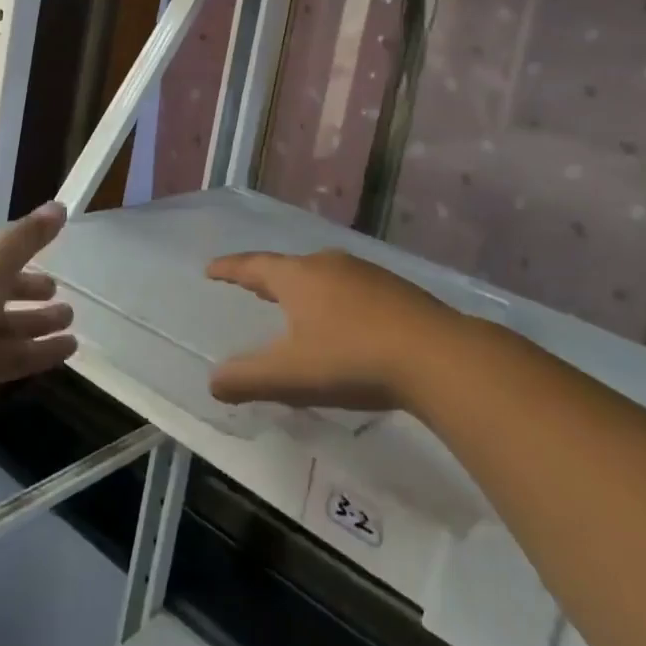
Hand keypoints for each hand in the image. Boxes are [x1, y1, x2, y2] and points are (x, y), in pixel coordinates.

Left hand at [0, 203, 75, 434]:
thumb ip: (29, 237)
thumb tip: (59, 206)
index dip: (6, 244)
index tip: (35, 248)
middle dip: (28, 288)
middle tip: (58, 291)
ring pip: (3, 323)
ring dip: (37, 321)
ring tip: (71, 320)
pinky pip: (5, 356)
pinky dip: (35, 352)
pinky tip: (67, 350)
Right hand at [206, 249, 461, 412]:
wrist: (435, 354)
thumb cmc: (351, 359)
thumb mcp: (291, 375)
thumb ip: (247, 379)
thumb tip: (213, 381)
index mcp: (298, 277)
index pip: (253, 267)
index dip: (229, 269)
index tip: (211, 269)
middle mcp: (328, 264)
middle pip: (288, 267)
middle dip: (267, 277)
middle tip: (250, 285)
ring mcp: (365, 273)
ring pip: (322, 275)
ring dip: (303, 288)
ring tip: (295, 303)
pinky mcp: (394, 289)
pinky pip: (350, 287)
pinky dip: (333, 299)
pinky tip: (343, 319)